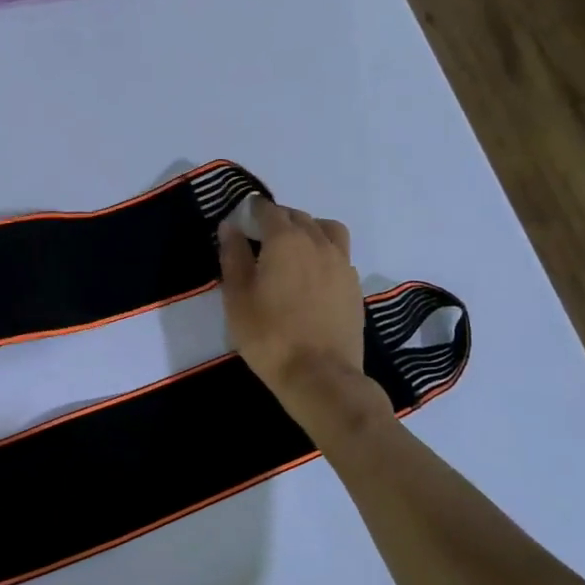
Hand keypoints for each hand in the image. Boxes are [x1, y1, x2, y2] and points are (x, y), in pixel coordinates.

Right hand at [219, 196, 381, 423]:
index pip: (268, 210)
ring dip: (308, 228)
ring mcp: (341, 263)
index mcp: (286, 240)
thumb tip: (230, 226)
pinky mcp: (354, 285)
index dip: (253, 209)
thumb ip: (233, 256)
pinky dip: (324, 250)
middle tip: (260, 235)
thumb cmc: (268, 335)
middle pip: (298, 216)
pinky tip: (312, 272)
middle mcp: (317, 242)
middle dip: (278, 218)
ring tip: (293, 247)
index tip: (243, 216)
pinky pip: (339, 253)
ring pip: (326, 229)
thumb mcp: (237, 297)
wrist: (320, 375)